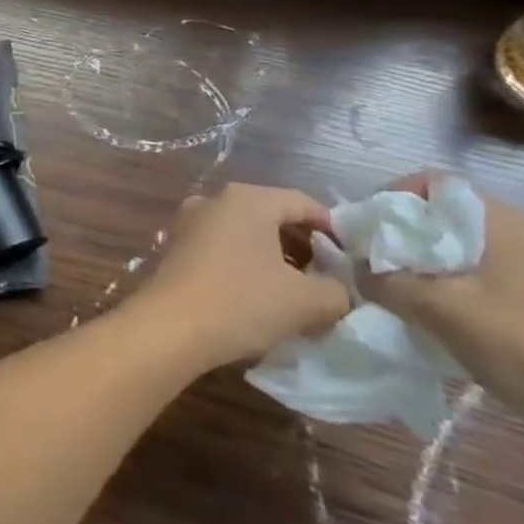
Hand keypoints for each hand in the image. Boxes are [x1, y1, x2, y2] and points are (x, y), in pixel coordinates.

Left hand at [126, 183, 349, 370]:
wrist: (170, 325)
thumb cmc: (241, 302)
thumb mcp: (307, 301)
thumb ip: (337, 289)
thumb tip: (340, 286)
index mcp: (247, 198)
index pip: (303, 203)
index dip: (334, 231)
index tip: (352, 264)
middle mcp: (215, 198)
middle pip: (273, 213)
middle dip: (305, 244)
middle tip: (329, 279)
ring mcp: (191, 218)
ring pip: (248, 229)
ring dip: (277, 254)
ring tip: (300, 290)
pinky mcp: (178, 242)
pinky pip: (224, 242)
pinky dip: (248, 259)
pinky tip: (261, 292)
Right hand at [358, 175, 523, 435]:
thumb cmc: (522, 348)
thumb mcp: (437, 310)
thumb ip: (384, 281)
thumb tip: (352, 268)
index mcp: (502, 219)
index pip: (431, 183)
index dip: (390, 198)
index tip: (365, 229)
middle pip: (447, 215)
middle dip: (405, 234)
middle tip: (375, 261)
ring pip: (466, 247)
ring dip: (428, 262)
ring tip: (403, 291)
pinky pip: (488, 273)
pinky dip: (457, 283)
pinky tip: (445, 315)